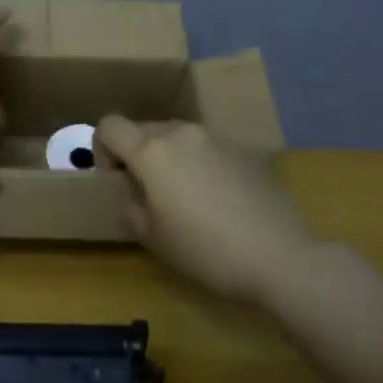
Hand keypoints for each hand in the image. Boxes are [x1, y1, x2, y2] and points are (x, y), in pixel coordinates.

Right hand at [94, 117, 317, 302]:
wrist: (280, 257)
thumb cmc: (205, 250)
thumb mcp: (151, 237)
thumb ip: (130, 204)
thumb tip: (131, 190)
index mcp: (151, 150)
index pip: (109, 125)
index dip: (102, 149)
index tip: (117, 180)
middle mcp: (181, 133)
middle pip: (143, 129)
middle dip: (137, 155)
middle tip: (150, 194)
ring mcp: (216, 137)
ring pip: (177, 136)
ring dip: (170, 157)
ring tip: (186, 196)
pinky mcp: (244, 149)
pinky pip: (207, 147)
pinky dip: (200, 163)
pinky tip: (218, 199)